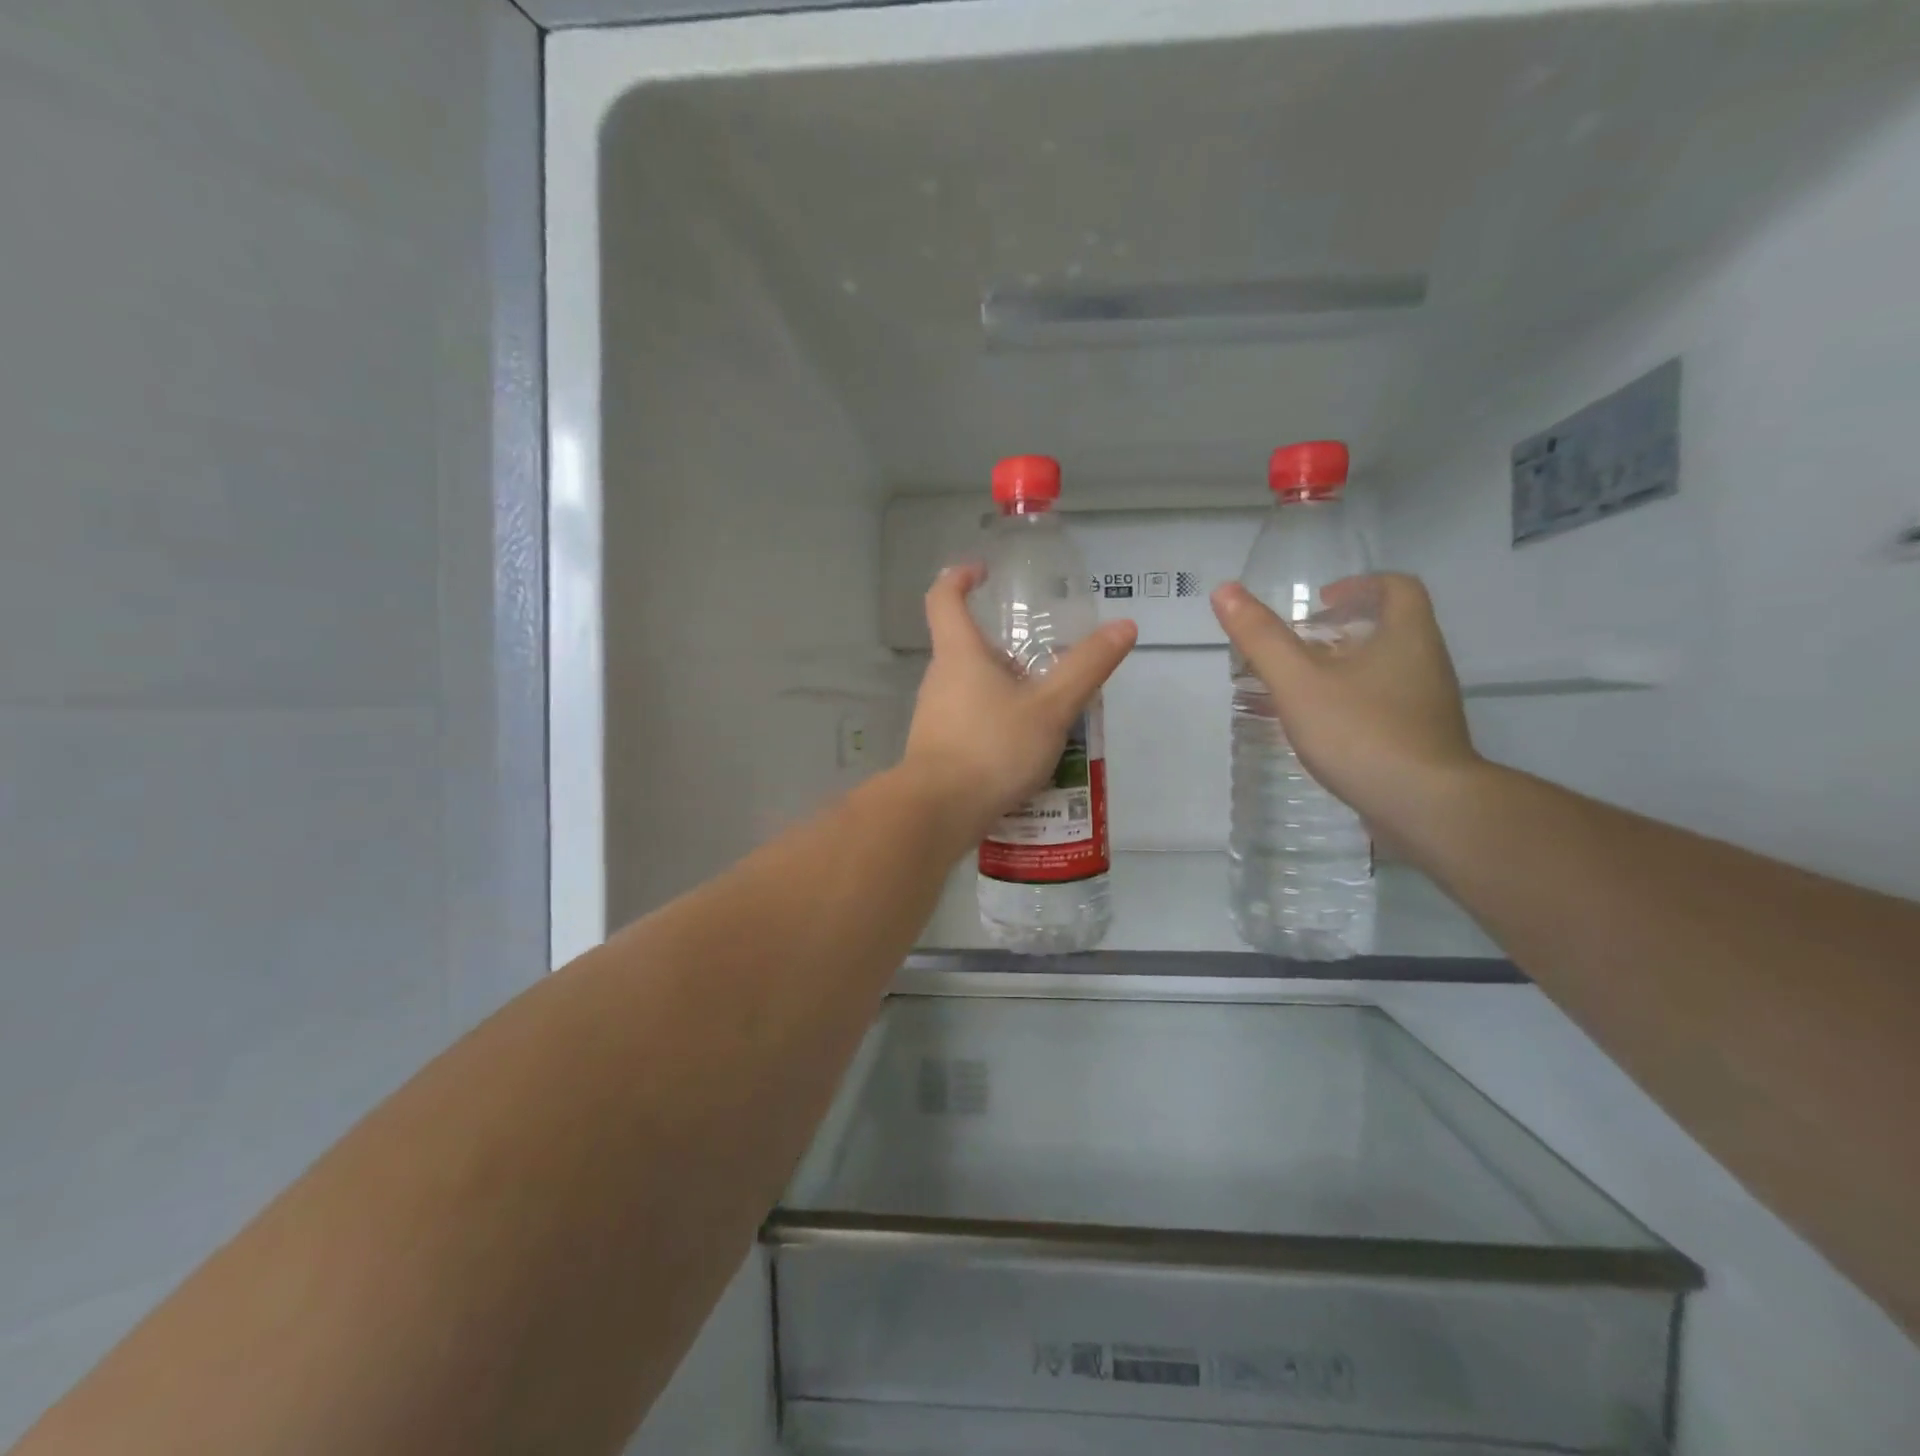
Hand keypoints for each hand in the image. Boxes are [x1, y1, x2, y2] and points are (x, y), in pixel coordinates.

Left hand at [902, 564, 1136, 842]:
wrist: (938, 812)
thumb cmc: (992, 748)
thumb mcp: (1051, 708)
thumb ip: (1087, 667)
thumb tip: (1124, 627)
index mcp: (959, 653)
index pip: (944, 597)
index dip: (960, 577)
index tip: (983, 572)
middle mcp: (940, 678)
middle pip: (966, 647)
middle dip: (1004, 649)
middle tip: (1046, 663)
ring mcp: (934, 715)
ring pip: (971, 689)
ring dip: (1004, 691)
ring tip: (1047, 714)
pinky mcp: (936, 748)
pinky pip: (969, 722)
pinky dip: (996, 724)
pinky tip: (1025, 752)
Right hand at [1211, 574, 1479, 840]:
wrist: (1425, 807)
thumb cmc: (1361, 731)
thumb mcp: (1298, 681)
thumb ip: (1261, 638)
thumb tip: (1224, 591)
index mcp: (1406, 636)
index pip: (1396, 588)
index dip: (1357, 585)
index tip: (1319, 602)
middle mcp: (1425, 664)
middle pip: (1387, 630)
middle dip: (1339, 631)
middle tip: (1297, 645)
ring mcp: (1426, 706)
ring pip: (1382, 671)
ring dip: (1341, 670)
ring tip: (1296, 687)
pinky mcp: (1420, 741)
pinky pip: (1382, 707)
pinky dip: (1349, 705)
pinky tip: (1318, 729)